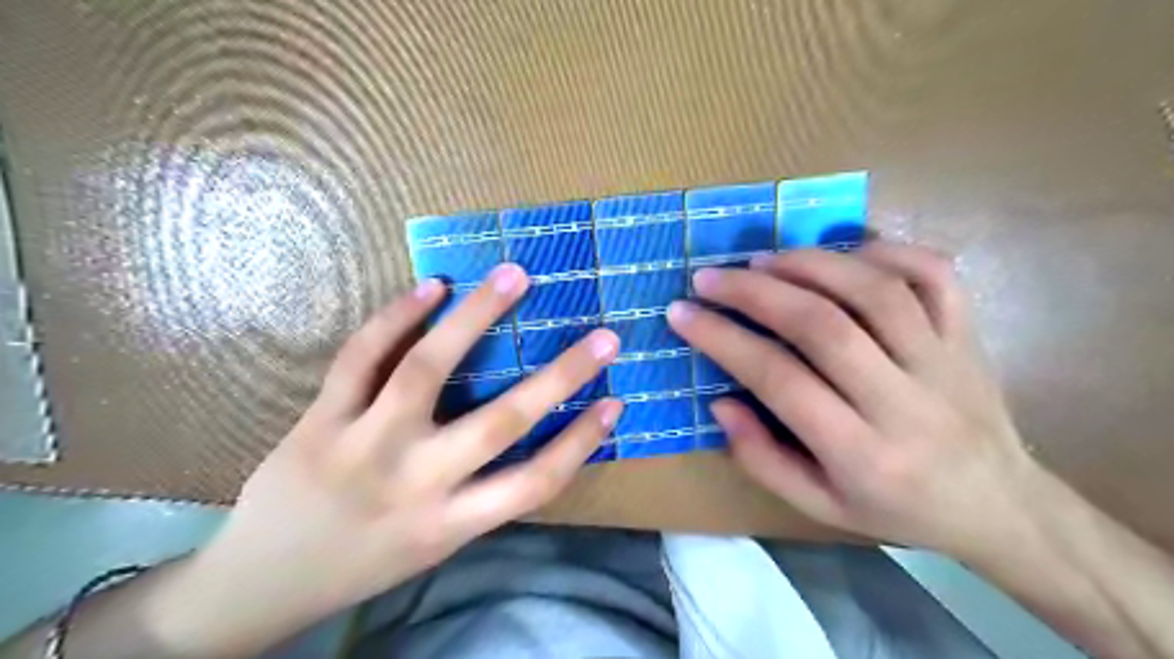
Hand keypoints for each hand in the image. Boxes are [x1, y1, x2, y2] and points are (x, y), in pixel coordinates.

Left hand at [176, 263, 621, 653]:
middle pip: (500, 422)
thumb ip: (478, 496)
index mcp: (449, 524)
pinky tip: (432, 287)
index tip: (615, 401)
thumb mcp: (433, 545)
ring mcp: (364, 444)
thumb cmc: (362, 564)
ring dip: (477, 316)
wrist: (259, 583)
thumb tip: (528, 440)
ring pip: (428, 369)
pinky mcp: (320, 419)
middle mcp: (415, 482)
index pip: (534, 482)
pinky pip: (361, 358)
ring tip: (513, 276)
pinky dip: (397, 316)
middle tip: (602, 336)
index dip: (581, 441)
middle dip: (560, 375)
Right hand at [663, 242, 1039, 555]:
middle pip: (824, 326)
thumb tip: (720, 401)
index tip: (682, 314)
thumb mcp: (819, 506)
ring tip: (762, 260)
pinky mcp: (968, 334)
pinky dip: (884, 250)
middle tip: (710, 277)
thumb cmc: (897, 509)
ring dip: (809, 265)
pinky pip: (933, 274)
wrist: (1000, 506)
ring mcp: (944, 360)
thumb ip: (761, 458)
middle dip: (755, 293)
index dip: (723, 340)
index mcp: (862, 454)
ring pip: (874, 291)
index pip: (780, 381)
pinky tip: (842, 253)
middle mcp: (905, 401)